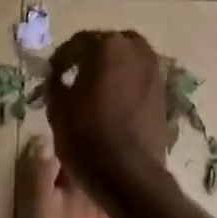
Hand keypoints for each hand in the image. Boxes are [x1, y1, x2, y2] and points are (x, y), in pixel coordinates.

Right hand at [45, 30, 172, 197]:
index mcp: (107, 47)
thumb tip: (58, 77)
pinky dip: (127, 82)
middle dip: (92, 55)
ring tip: (96, 87)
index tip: (52, 74)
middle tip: (76, 74)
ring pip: (131, 58)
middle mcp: (136, 52)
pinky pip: (141, 77)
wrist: (129, 175)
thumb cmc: (87, 137)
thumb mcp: (57, 108)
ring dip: (113, 66)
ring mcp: (154, 73)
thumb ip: (55, 84)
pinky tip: (114, 101)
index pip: (79, 42)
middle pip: (110, 43)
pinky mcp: (164, 95)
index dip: (62, 58)